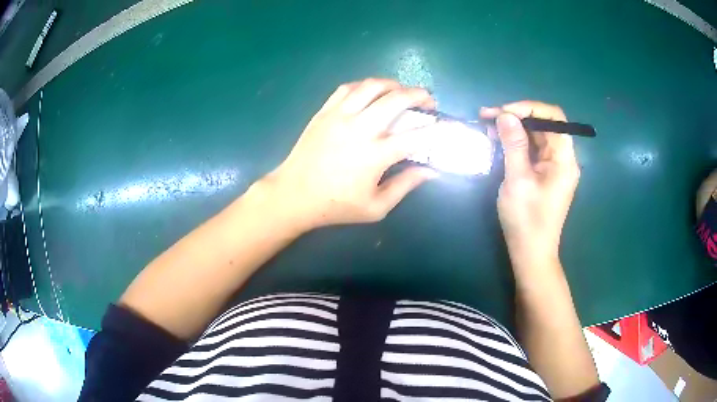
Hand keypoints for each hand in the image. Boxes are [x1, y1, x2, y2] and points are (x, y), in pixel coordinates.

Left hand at [260, 78, 437, 231]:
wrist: (293, 195)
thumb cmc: (335, 205)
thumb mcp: (375, 207)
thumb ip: (405, 186)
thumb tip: (431, 171)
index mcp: (375, 155)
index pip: (416, 136)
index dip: (437, 129)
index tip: (447, 126)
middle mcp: (360, 128)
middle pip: (396, 99)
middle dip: (419, 94)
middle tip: (427, 100)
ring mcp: (339, 116)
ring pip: (371, 86)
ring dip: (392, 84)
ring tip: (401, 91)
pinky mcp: (324, 112)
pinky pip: (347, 88)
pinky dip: (364, 85)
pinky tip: (371, 92)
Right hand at [480, 101, 579, 267]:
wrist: (531, 253)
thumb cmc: (527, 220)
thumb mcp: (518, 180)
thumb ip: (514, 145)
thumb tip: (505, 115)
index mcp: (564, 159)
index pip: (554, 117)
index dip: (529, 107)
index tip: (503, 111)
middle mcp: (563, 158)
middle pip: (544, 124)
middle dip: (517, 116)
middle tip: (488, 116)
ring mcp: (554, 166)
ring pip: (537, 135)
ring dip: (514, 128)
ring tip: (488, 126)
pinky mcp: (545, 174)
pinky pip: (533, 149)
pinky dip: (516, 142)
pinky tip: (498, 141)